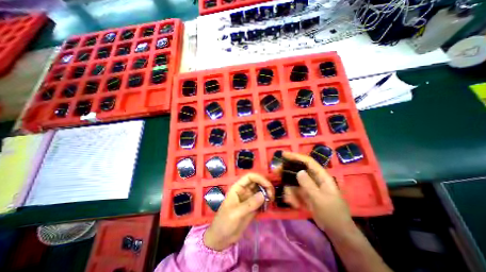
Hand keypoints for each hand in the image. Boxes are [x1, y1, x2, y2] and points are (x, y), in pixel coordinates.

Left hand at [204, 174, 274, 251]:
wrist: (222, 238)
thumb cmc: (225, 222)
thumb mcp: (236, 213)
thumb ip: (250, 204)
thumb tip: (263, 195)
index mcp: (237, 188)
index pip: (250, 177)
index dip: (259, 178)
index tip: (268, 186)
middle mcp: (244, 190)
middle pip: (257, 182)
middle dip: (265, 185)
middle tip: (272, 195)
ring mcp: (249, 198)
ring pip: (260, 190)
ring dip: (267, 193)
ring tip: (271, 200)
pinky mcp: (253, 206)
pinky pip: (261, 200)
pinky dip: (266, 201)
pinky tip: (268, 205)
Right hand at [281, 152, 353, 233]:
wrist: (337, 231)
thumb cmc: (332, 214)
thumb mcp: (320, 200)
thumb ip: (309, 185)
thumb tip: (299, 171)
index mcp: (322, 177)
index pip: (308, 162)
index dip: (296, 156)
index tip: (284, 154)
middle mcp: (314, 179)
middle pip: (298, 170)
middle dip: (287, 172)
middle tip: (276, 172)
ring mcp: (309, 186)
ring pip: (294, 182)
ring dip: (290, 190)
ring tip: (291, 201)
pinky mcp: (305, 194)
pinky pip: (295, 191)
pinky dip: (292, 197)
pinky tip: (295, 205)